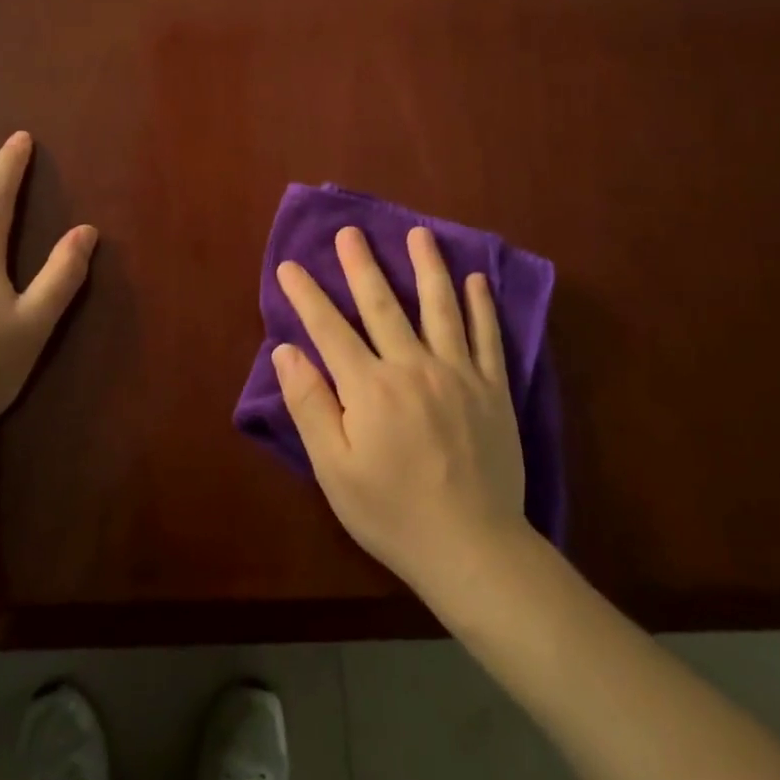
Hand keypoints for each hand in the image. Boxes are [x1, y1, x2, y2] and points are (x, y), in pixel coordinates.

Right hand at [274, 225, 527, 597]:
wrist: (472, 548)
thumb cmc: (391, 513)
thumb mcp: (334, 469)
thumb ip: (310, 405)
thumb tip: (287, 351)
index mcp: (369, 387)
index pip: (329, 328)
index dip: (306, 295)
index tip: (289, 265)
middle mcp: (413, 366)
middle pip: (382, 304)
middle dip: (362, 265)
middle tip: (350, 231)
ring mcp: (458, 374)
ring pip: (440, 307)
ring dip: (427, 267)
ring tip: (418, 233)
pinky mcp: (493, 389)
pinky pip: (488, 336)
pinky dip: (481, 305)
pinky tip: (475, 279)